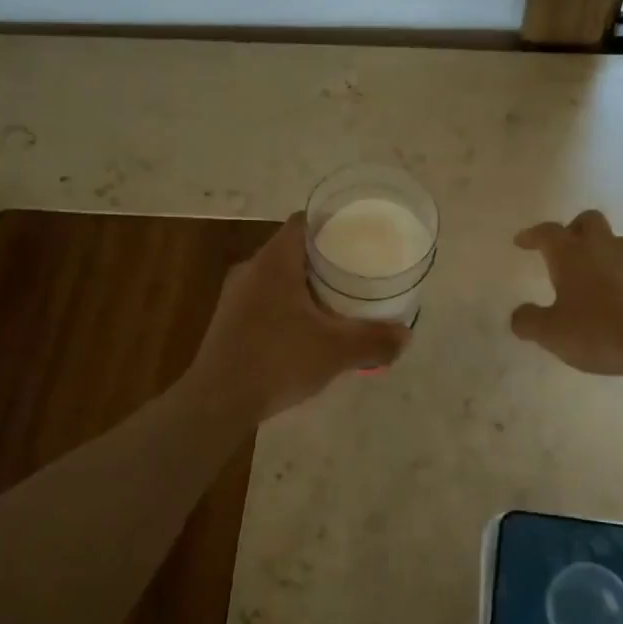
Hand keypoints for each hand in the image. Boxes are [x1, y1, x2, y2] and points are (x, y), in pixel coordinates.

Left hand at [190, 214, 408, 419]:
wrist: (217, 402)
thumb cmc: (278, 360)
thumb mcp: (336, 351)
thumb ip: (374, 340)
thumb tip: (405, 335)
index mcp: (274, 262)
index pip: (303, 222)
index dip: (331, 222)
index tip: (357, 234)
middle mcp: (251, 270)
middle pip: (292, 249)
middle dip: (324, 258)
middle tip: (356, 270)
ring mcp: (235, 296)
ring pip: (277, 277)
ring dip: (305, 285)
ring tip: (337, 301)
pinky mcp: (229, 321)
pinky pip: (266, 300)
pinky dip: (289, 306)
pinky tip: (307, 331)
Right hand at [511, 211, 622, 375]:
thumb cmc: (602, 329)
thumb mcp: (554, 333)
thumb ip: (530, 322)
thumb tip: (519, 314)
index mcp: (572, 255)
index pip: (548, 233)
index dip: (532, 235)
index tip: (522, 241)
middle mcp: (602, 248)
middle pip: (587, 222)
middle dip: (573, 229)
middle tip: (564, 247)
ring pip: (613, 242)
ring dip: (599, 251)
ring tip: (590, 276)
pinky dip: (619, 275)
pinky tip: (616, 298)